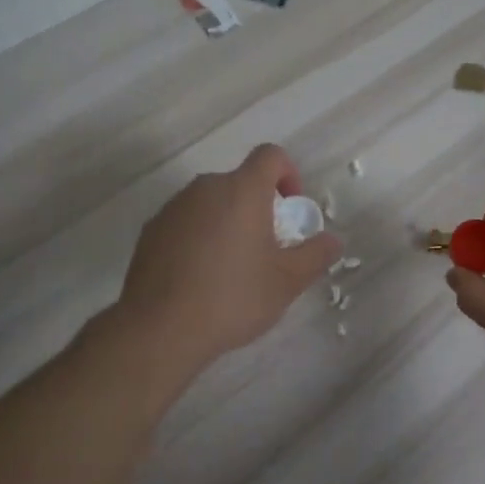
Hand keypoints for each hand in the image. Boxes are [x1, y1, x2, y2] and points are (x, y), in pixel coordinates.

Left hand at [118, 143, 341, 369]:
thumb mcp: (287, 282)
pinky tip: (200, 277)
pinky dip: (200, 237)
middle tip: (266, 249)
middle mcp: (205, 188)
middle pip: (240, 182)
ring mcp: (174, 208)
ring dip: (228, 222)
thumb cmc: (233, 297)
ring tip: (232, 268)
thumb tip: (332, 240)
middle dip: (259, 207)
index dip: (288, 174)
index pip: (271, 155)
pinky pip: (186, 222)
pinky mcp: (151, 230)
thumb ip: (315, 255)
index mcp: (242, 191)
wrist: (160, 328)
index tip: (290, 210)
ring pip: (212, 203)